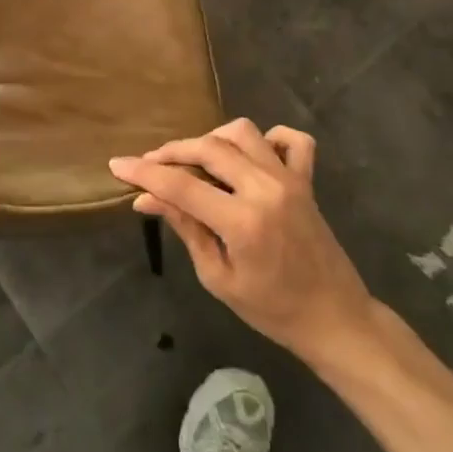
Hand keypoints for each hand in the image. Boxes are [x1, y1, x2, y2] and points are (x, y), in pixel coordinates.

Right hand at [110, 120, 376, 366]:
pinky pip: (291, 140)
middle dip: (172, 151)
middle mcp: (266, 189)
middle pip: (209, 147)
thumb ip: (185, 229)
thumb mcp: (218, 277)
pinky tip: (250, 155)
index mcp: (242, 221)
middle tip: (149, 165)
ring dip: (212, 139)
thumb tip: (146, 199)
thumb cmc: (272, 309)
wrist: (334, 319)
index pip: (181, 184)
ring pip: (242, 132)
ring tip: (195, 160)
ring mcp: (290, 180)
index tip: (117, 165)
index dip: (144, 172)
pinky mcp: (307, 180)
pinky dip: (268, 139)